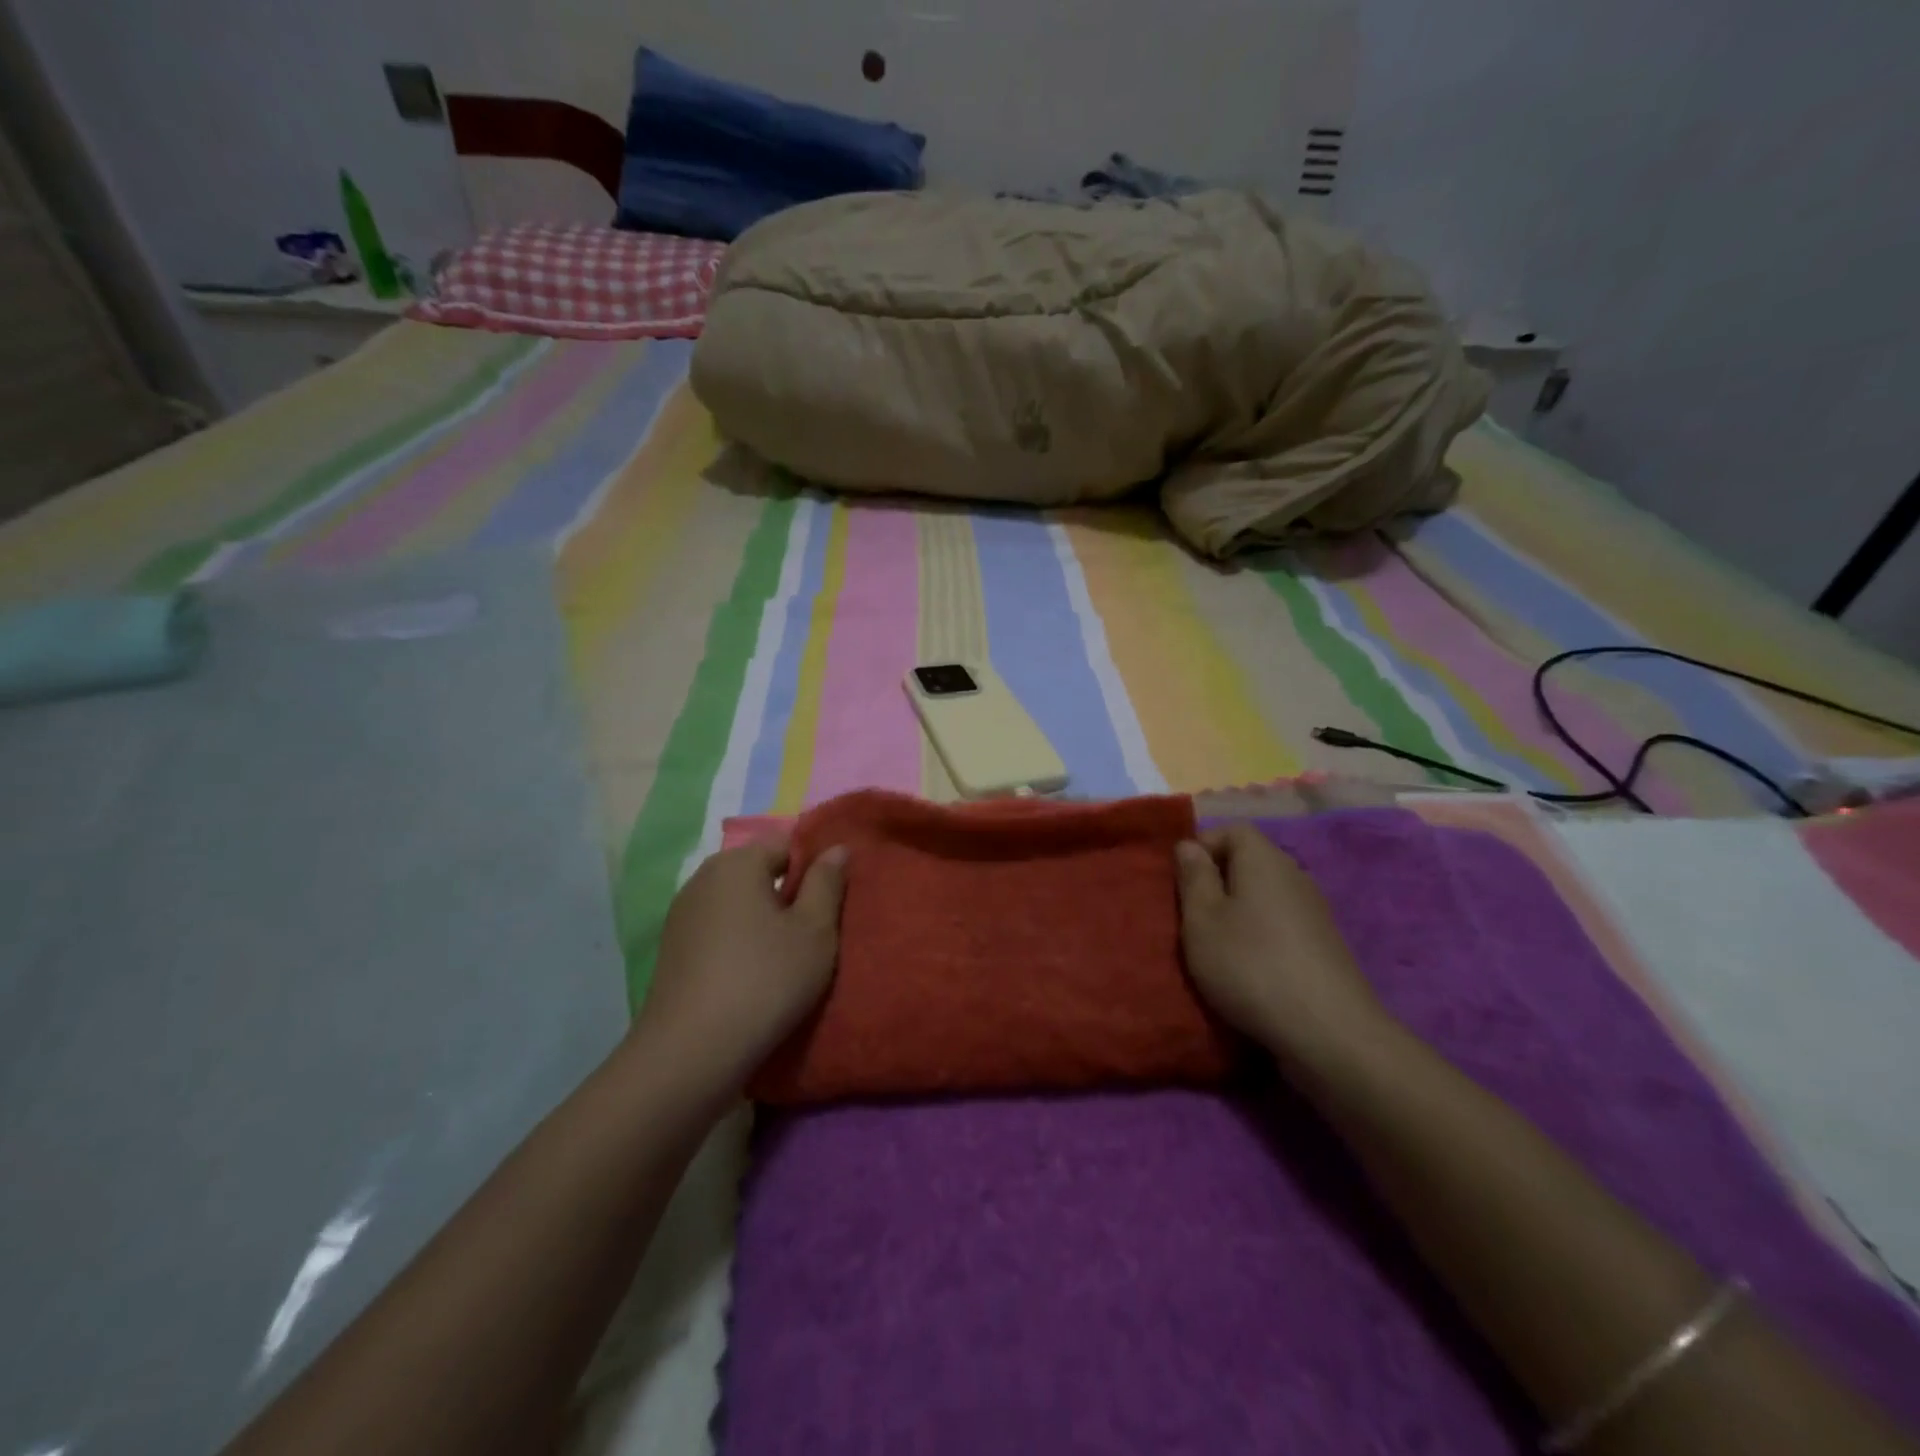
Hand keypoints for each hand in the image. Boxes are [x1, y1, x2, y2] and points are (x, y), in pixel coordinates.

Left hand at [634, 837, 848, 1094]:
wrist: (692, 1052)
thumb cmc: (765, 980)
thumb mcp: (814, 931)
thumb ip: (827, 883)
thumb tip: (836, 848)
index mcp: (737, 862)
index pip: (787, 843)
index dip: (815, 866)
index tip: (834, 899)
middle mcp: (703, 878)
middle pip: (759, 871)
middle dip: (789, 893)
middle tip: (818, 930)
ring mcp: (682, 915)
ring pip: (738, 903)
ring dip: (764, 920)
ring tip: (789, 956)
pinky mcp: (673, 950)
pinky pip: (719, 930)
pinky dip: (740, 941)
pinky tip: (755, 975)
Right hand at [1174, 824, 1393, 1074]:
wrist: (1328, 1032)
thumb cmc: (1250, 965)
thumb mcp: (1202, 920)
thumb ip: (1193, 877)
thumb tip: (1189, 844)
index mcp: (1264, 859)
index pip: (1232, 830)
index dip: (1202, 847)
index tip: (1180, 881)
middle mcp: (1294, 875)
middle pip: (1250, 861)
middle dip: (1217, 882)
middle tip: (1191, 916)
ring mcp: (1315, 911)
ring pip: (1265, 895)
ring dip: (1238, 912)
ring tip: (1216, 946)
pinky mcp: (1324, 946)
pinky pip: (1281, 923)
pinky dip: (1261, 936)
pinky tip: (1250, 968)